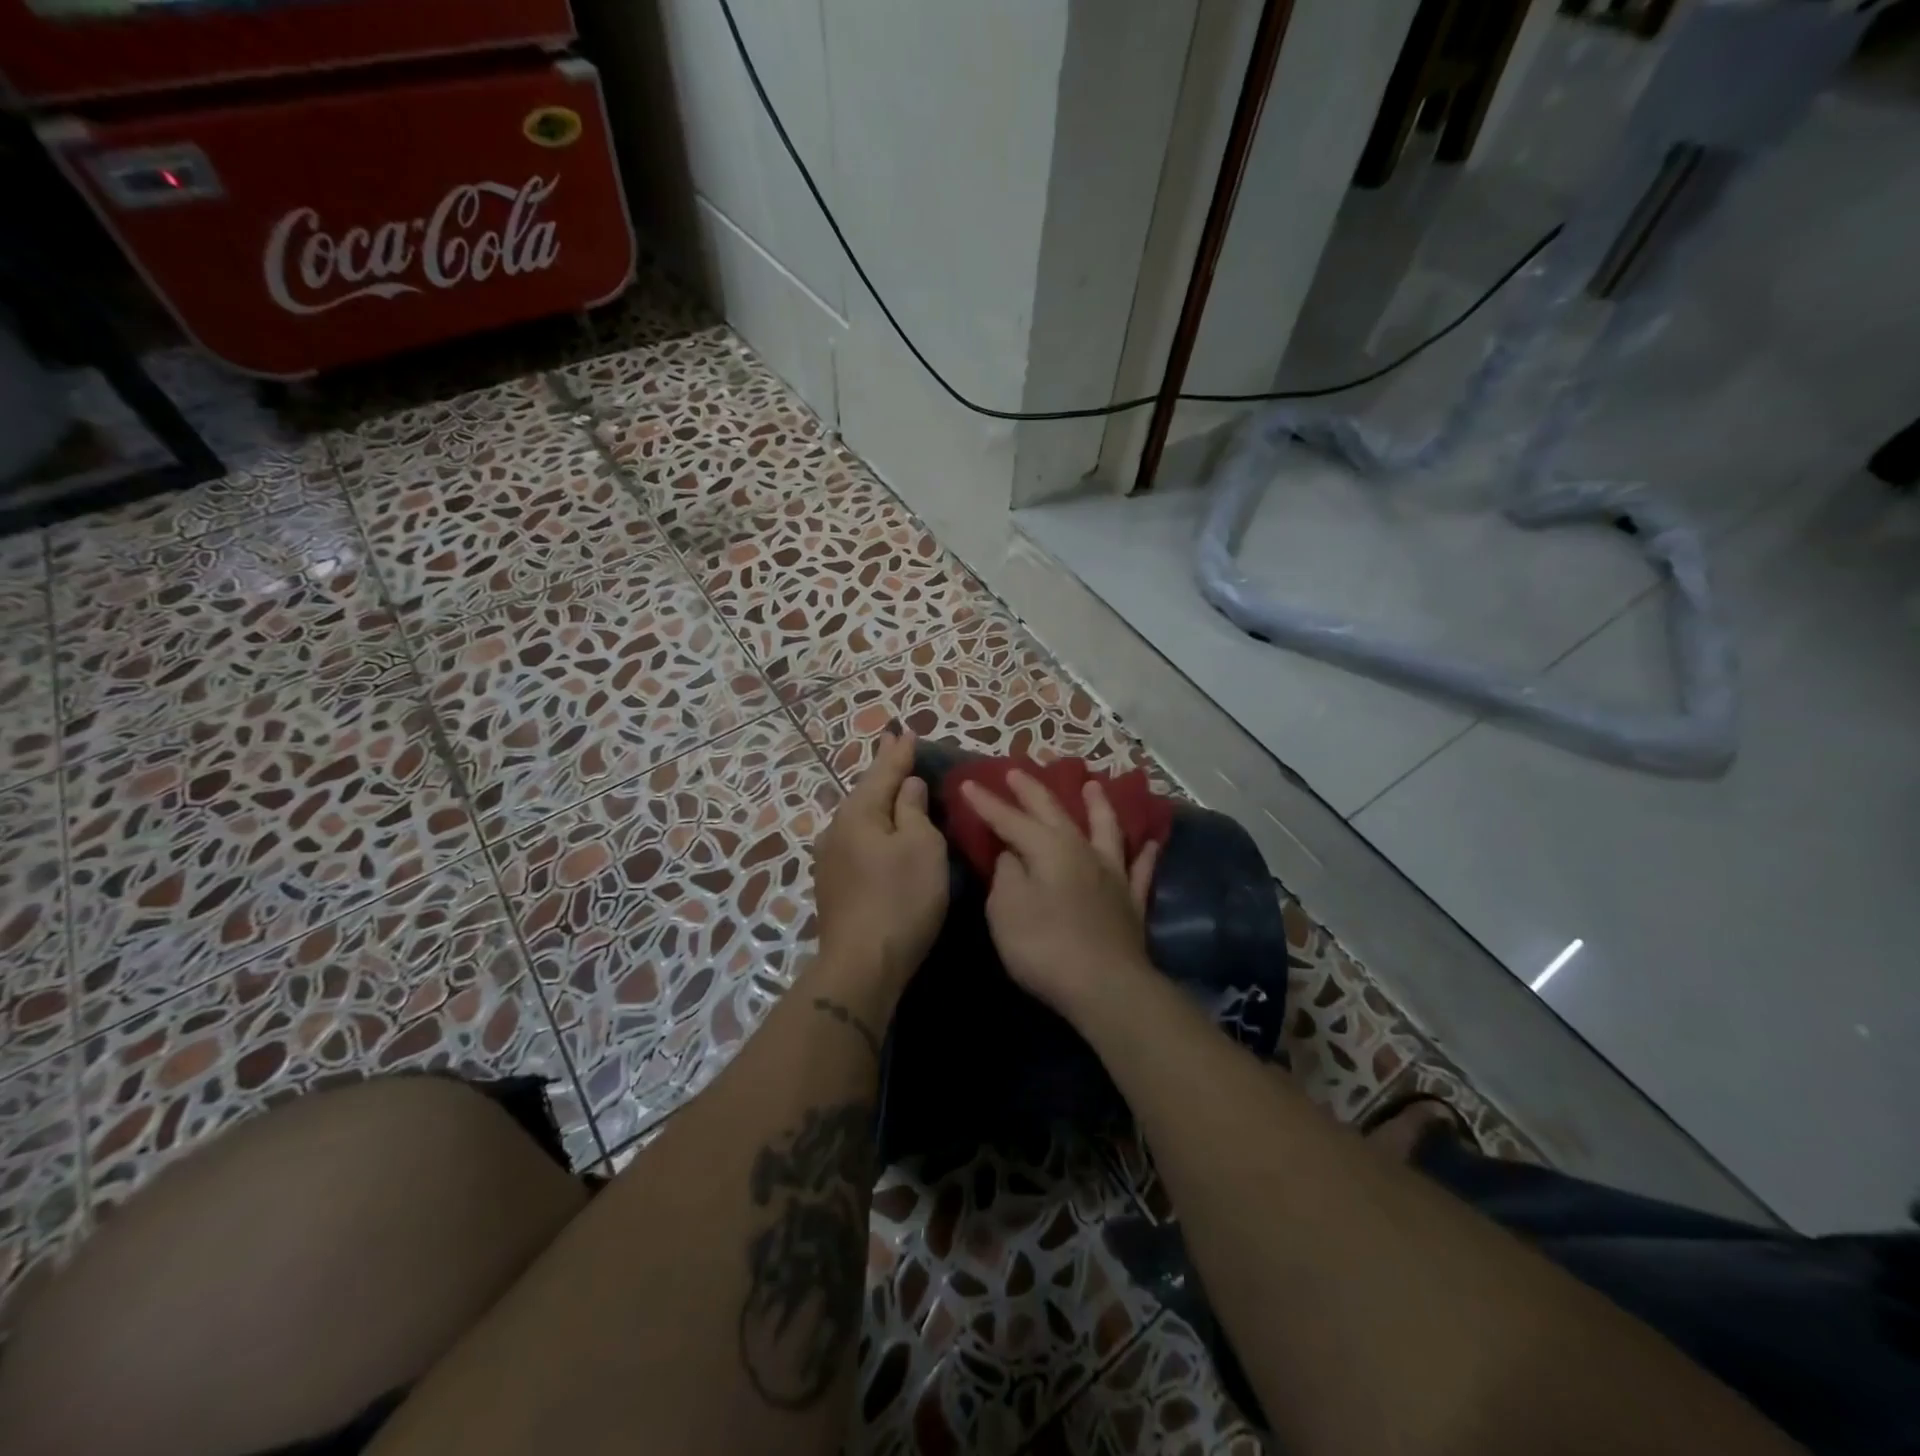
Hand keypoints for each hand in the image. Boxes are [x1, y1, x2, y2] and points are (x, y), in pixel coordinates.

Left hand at [812, 731, 949, 996]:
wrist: (862, 965)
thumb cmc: (900, 899)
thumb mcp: (921, 847)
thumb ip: (913, 809)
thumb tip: (907, 785)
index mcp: (858, 813)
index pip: (883, 772)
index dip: (899, 752)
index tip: (906, 730)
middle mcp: (836, 829)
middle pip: (867, 792)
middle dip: (885, 772)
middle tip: (899, 750)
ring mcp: (830, 858)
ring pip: (860, 818)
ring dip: (879, 801)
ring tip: (894, 787)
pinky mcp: (833, 884)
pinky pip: (858, 841)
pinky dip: (874, 828)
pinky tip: (882, 831)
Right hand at [959, 771, 1158, 1024]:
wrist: (1105, 986)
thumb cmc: (1044, 945)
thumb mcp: (1006, 908)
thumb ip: (1007, 873)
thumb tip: (1013, 854)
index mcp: (1048, 848)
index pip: (1010, 819)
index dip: (987, 802)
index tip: (969, 783)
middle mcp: (1082, 850)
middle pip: (1054, 813)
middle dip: (1032, 791)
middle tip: (1017, 771)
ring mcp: (1112, 874)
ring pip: (1106, 828)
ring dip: (1097, 805)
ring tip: (1092, 785)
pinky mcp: (1131, 901)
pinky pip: (1140, 869)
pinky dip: (1144, 854)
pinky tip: (1149, 843)